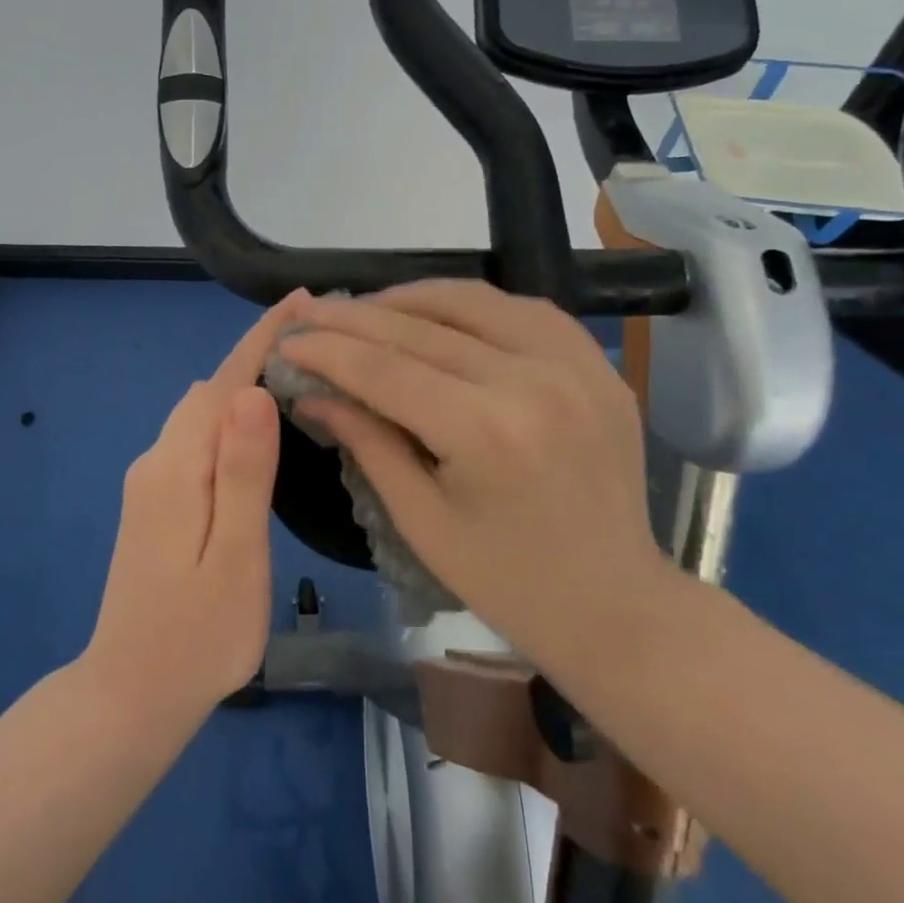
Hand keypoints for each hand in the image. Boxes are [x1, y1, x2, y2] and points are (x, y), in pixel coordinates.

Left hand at [80, 292, 304, 729]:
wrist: (130, 695)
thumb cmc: (197, 637)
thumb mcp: (235, 557)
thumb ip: (242, 474)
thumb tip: (254, 393)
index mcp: (176, 468)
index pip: (224, 383)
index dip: (263, 339)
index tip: (303, 301)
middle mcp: (157, 461)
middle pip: (210, 390)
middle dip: (258, 355)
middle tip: (319, 342)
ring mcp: (151, 481)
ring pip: (200, 412)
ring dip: (244, 385)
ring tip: (298, 375)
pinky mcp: (155, 501)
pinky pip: (195, 438)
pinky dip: (229, 417)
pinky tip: (258, 429)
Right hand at [279, 280, 673, 680]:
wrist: (616, 604)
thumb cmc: (507, 582)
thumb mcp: (420, 520)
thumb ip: (366, 442)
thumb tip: (312, 393)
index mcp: (486, 431)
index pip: (385, 369)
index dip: (328, 350)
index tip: (287, 340)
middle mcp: (532, 380)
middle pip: (422, 327)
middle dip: (355, 317)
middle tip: (310, 311)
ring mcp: (574, 364)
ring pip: (474, 301)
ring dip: (411, 298)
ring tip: (367, 308)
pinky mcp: (598, 365)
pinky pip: (525, 309)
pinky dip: (473, 305)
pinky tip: (441, 314)